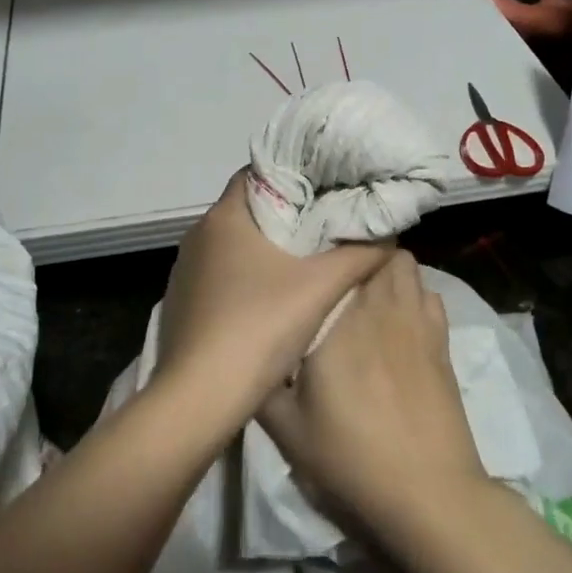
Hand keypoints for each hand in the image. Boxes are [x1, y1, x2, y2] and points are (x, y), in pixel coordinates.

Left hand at [154, 172, 392, 432]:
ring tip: (306, 259)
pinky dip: (246, 276)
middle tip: (327, 222)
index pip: (258, 174)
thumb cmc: (258, 327)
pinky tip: (271, 299)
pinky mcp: (182, 302)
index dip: (293, 176)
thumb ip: (358, 255)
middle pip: (248, 210)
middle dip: (286, 214)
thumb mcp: (320, 289)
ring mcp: (186, 271)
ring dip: (266, 248)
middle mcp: (198, 235)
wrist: (199, 397)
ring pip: (234, 244)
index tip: (325, 186)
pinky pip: (220, 275)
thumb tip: (389, 234)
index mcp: (223, 217)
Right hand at [258, 250, 488, 538]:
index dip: (326, 248)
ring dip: (388, 269)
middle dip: (359, 253)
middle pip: (380, 250)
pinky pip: (430, 296)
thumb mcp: (287, 427)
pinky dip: (415, 295)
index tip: (309, 254)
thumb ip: (261, 383)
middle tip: (334, 269)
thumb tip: (248, 351)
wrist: (428, 494)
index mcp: (340, 316)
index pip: (339, 254)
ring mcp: (418, 321)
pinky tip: (399, 320)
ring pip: (408, 267)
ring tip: (366, 288)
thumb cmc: (351, 455)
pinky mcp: (443, 343)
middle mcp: (381, 304)